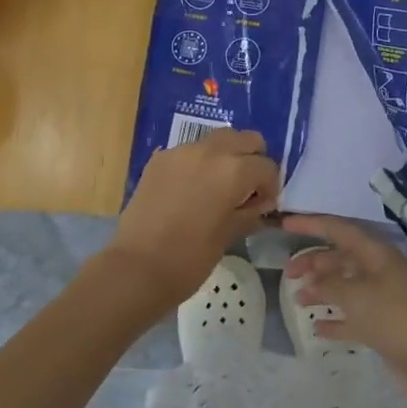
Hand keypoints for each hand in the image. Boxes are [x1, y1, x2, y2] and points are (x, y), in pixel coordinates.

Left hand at [104, 129, 279, 306]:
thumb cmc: (190, 258)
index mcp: (233, 170)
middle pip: (246, 139)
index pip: (267, 167)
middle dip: (252, 160)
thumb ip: (250, 212)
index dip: (270, 187)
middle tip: (247, 187)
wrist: (136, 268)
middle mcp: (210, 151)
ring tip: (219, 186)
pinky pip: (190, 152)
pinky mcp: (159, 159)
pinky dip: (199, 164)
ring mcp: (181, 151)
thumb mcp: (230, 235)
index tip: (263, 205)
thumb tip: (259, 203)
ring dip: (226, 157)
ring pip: (217, 140)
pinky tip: (192, 190)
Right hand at [282, 215, 406, 372]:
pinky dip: (335, 320)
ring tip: (298, 299)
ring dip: (321, 290)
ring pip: (345, 287)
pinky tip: (317, 328)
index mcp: (375, 254)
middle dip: (314, 262)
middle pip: (340, 258)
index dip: (311, 224)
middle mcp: (378, 271)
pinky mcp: (383, 327)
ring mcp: (382, 299)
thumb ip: (329, 285)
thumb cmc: (394, 316)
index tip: (285, 223)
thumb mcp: (356, 295)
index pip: (338, 229)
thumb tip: (312, 283)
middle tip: (288, 273)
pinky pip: (353, 317)